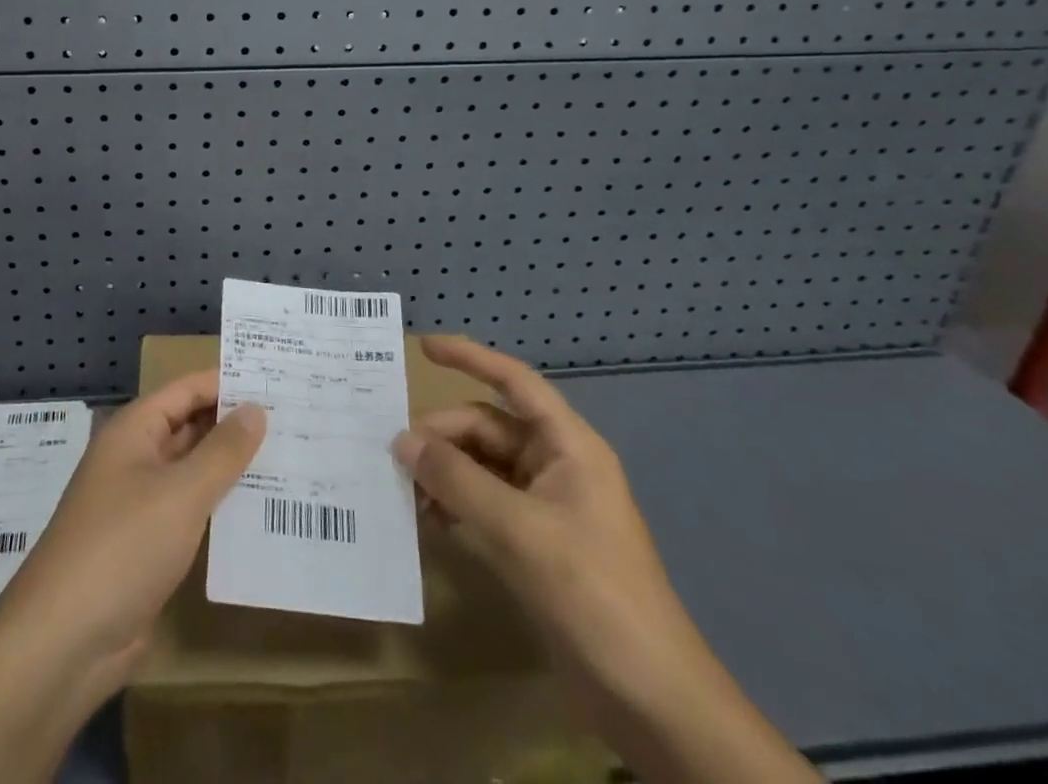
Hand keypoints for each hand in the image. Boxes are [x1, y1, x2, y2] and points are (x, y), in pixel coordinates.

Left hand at [0, 371, 264, 701]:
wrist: (65, 641)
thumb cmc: (123, 547)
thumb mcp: (181, 493)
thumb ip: (222, 450)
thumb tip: (255, 408)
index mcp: (135, 430)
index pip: (187, 389)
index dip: (228, 382)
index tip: (277, 379)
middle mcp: (135, 457)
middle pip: (190, 426)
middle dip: (235, 423)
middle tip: (294, 419)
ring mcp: (140, 502)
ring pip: (192, 470)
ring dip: (231, 466)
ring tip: (289, 459)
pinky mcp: (147, 545)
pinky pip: (190, 510)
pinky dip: (220, 506)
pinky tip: (259, 512)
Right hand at [393, 335, 714, 727]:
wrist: (651, 700)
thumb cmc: (593, 594)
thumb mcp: (518, 530)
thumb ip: (457, 480)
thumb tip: (402, 442)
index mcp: (567, 446)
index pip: (514, 382)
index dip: (470, 357)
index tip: (423, 347)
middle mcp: (556, 466)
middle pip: (487, 427)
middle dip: (443, 435)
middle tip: (396, 456)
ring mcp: (546, 506)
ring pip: (482, 466)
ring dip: (444, 472)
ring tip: (404, 488)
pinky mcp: (535, 544)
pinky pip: (485, 503)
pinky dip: (455, 504)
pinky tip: (427, 519)